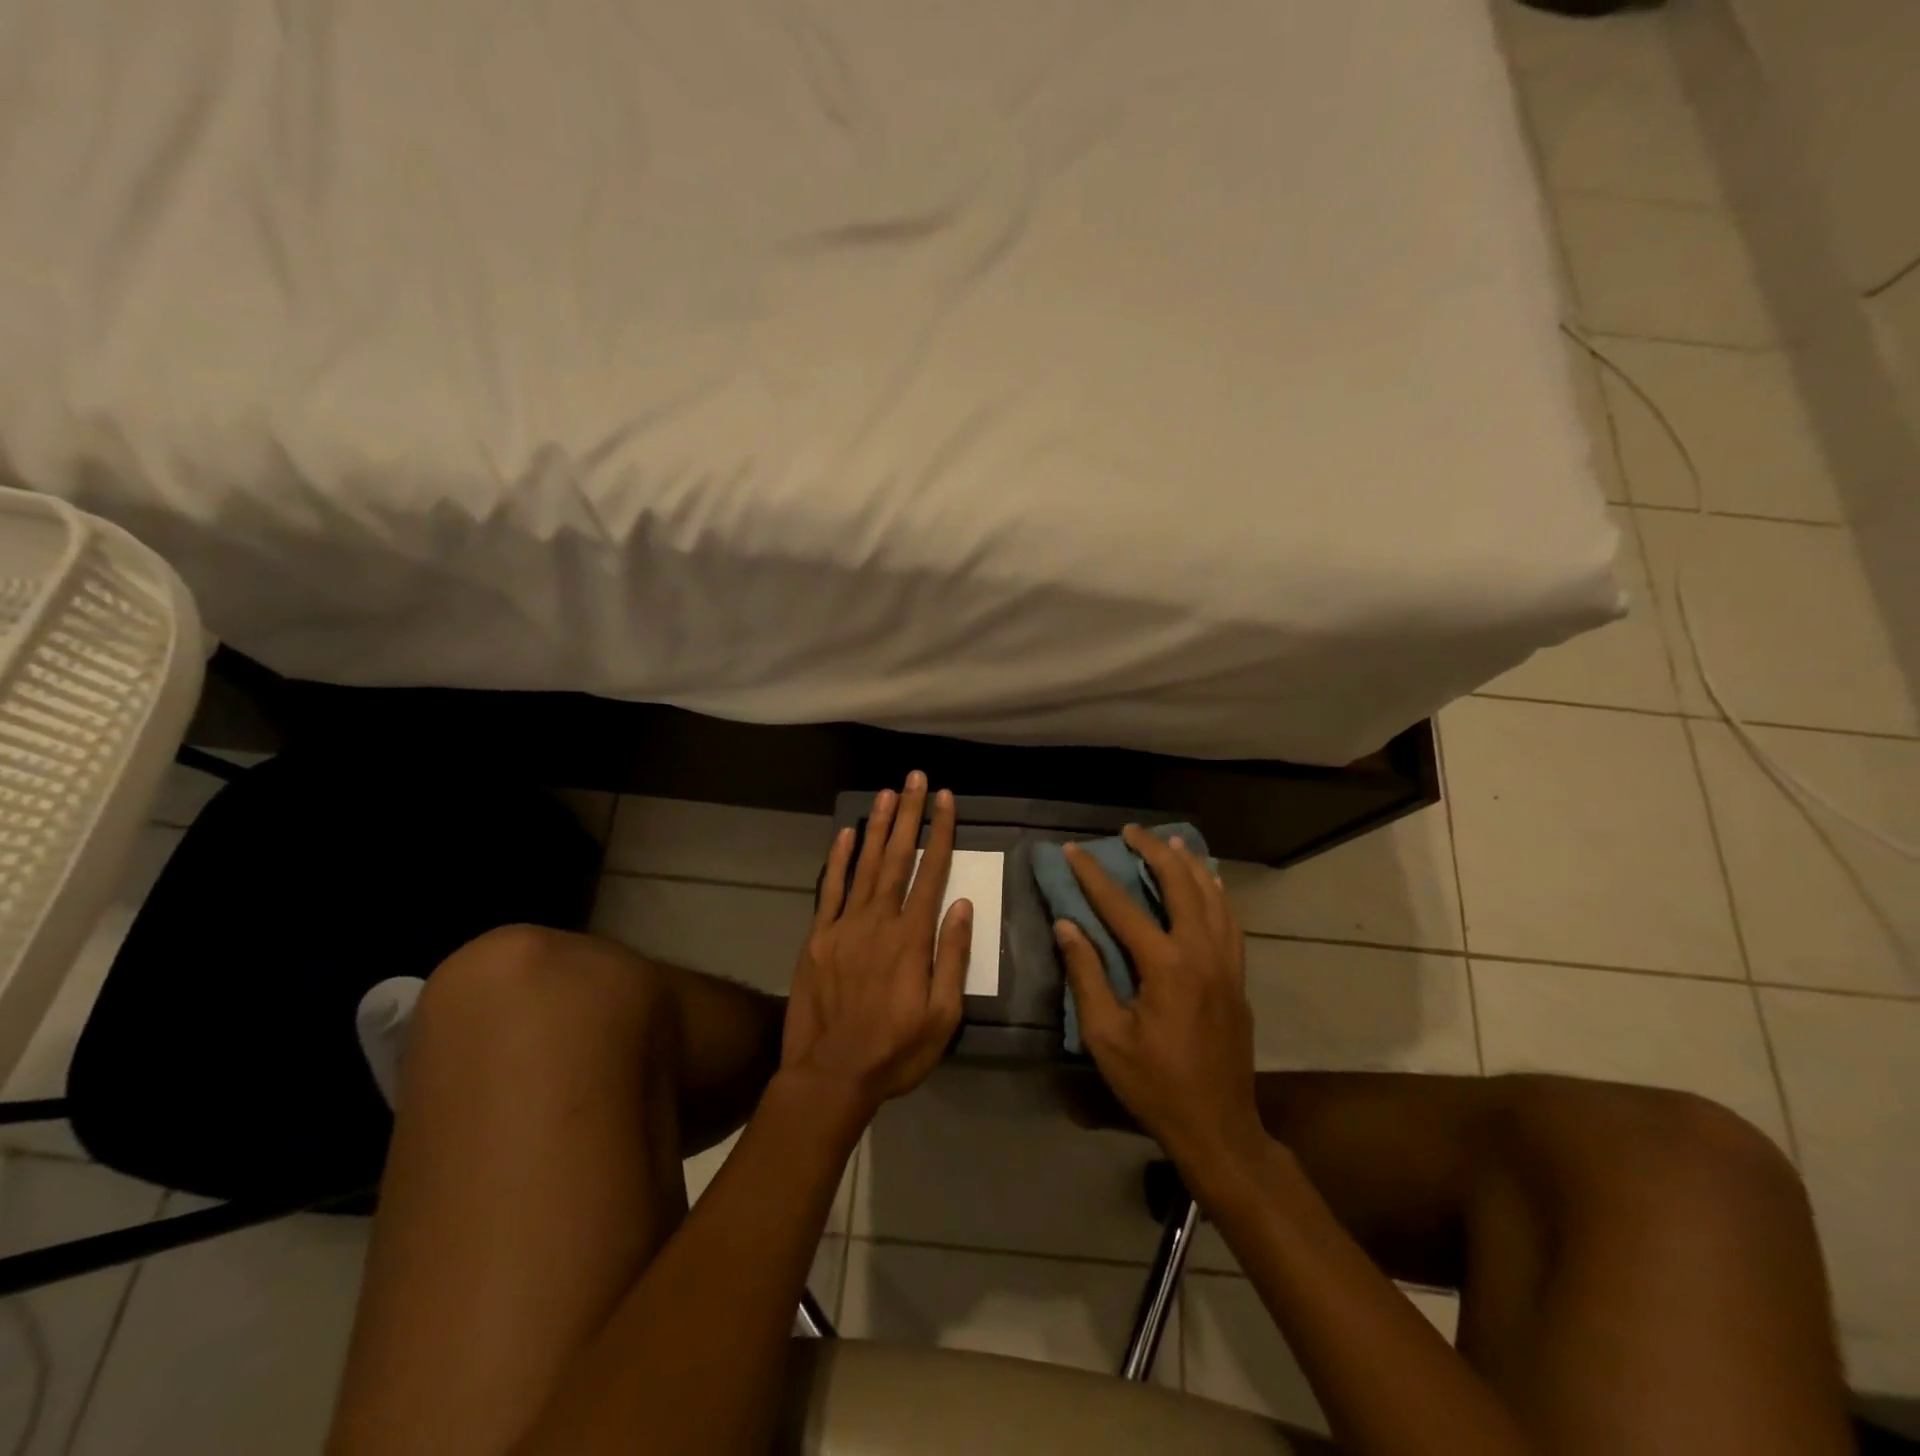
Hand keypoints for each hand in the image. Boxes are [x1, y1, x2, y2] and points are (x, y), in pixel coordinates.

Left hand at [781, 771, 971, 1115]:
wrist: (830, 1075)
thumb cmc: (896, 1051)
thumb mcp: (943, 1016)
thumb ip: (952, 956)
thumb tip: (962, 904)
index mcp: (912, 938)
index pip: (931, 872)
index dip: (941, 832)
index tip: (947, 800)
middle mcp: (879, 920)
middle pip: (898, 857)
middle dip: (910, 815)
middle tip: (916, 779)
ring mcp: (844, 925)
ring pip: (865, 865)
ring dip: (878, 826)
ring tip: (888, 793)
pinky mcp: (818, 937)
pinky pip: (830, 889)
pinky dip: (838, 859)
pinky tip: (846, 833)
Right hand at [1056, 826, 1268, 1184]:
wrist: (1218, 1127)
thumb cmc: (1154, 1085)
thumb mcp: (1106, 1036)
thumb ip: (1086, 975)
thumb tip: (1067, 925)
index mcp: (1166, 967)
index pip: (1122, 906)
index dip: (1093, 875)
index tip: (1073, 850)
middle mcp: (1202, 954)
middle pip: (1181, 886)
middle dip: (1154, 852)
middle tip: (1131, 831)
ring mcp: (1226, 965)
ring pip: (1213, 898)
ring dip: (1190, 866)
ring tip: (1171, 843)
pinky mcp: (1238, 978)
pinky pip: (1230, 922)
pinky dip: (1217, 894)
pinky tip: (1209, 884)